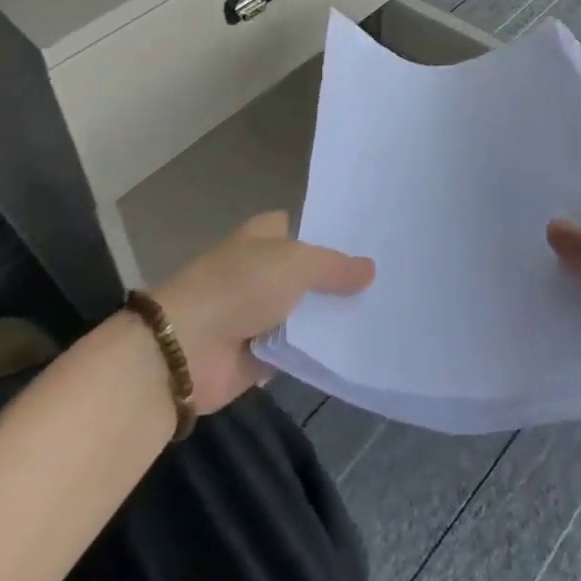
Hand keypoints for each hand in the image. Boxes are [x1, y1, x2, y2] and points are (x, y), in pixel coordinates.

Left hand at [152, 211, 373, 414]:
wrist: (186, 349)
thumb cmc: (238, 287)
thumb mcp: (294, 264)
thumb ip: (334, 267)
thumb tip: (371, 269)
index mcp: (265, 235)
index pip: (308, 227)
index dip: (337, 234)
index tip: (377, 242)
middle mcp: (263, 268)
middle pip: (311, 272)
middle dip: (342, 279)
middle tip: (394, 280)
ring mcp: (261, 312)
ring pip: (308, 311)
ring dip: (333, 317)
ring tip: (386, 313)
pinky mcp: (261, 353)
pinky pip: (299, 348)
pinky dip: (320, 349)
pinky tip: (359, 347)